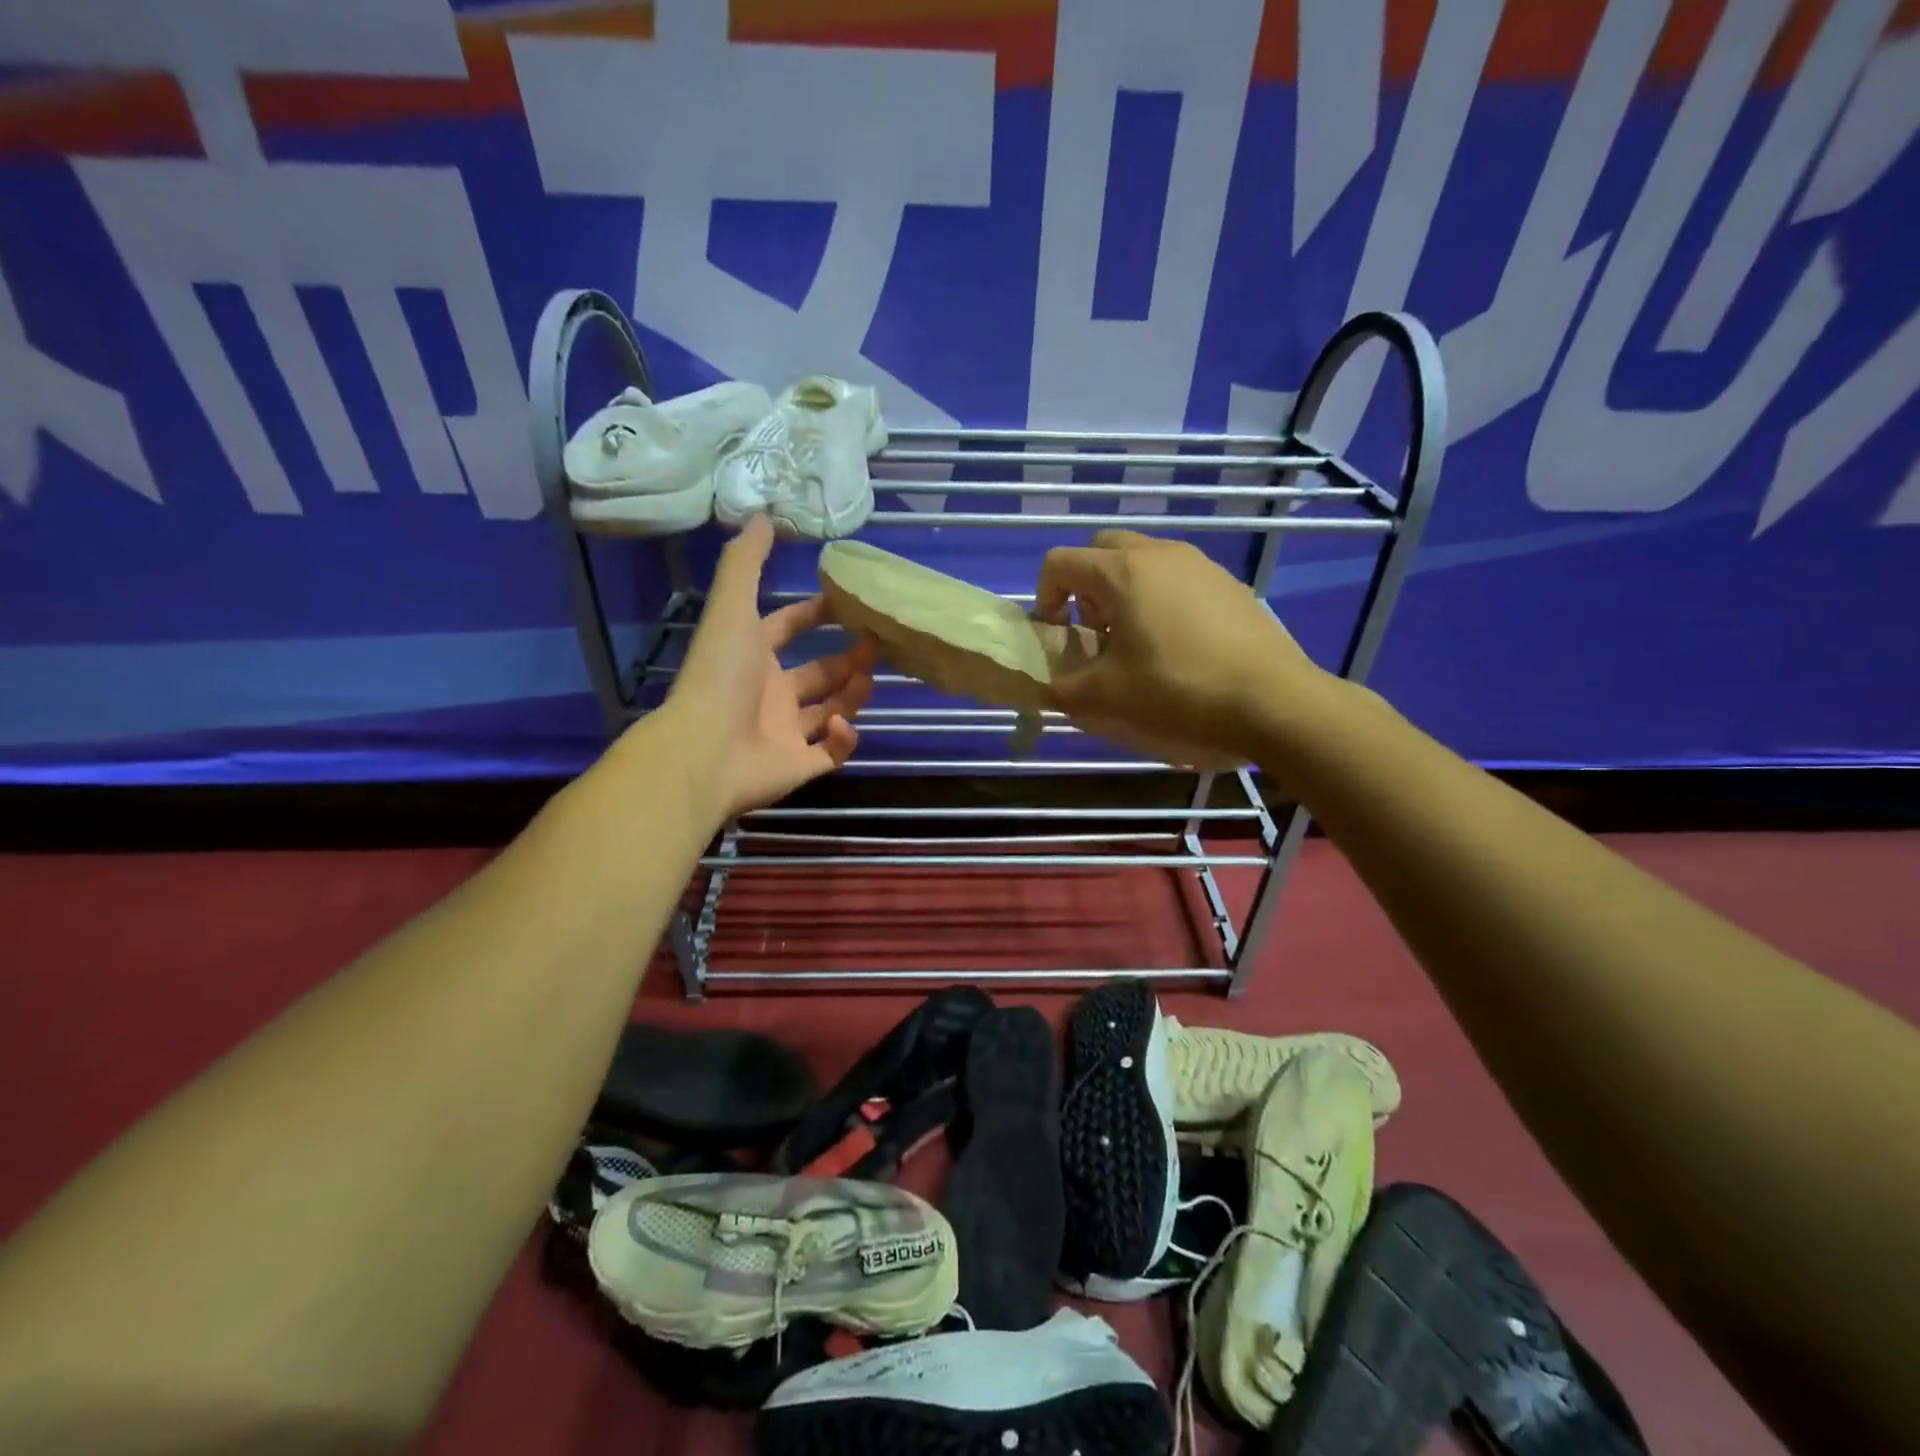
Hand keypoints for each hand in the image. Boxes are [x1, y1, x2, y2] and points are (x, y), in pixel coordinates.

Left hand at [666, 516, 875, 816]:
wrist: (705, 752)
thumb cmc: (721, 677)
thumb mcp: (733, 610)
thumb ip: (746, 563)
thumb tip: (762, 514)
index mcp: (752, 657)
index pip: (786, 628)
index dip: (813, 613)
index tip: (849, 602)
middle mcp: (769, 694)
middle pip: (817, 673)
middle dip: (847, 658)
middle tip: (877, 645)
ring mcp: (785, 733)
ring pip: (831, 710)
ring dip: (853, 695)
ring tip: (870, 680)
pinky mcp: (801, 766)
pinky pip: (833, 752)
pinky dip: (845, 739)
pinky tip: (844, 724)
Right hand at [1035, 530, 1325, 767]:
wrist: (1273, 702)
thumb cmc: (1178, 692)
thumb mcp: (1107, 698)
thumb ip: (1064, 690)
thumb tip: (1049, 689)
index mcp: (1123, 572)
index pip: (1060, 562)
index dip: (1045, 597)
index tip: (1058, 635)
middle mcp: (1160, 554)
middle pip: (1102, 550)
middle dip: (1085, 586)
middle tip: (1095, 631)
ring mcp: (1200, 565)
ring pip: (1144, 560)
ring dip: (1124, 591)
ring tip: (1136, 641)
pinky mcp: (1229, 584)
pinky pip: (1179, 577)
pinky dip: (1161, 599)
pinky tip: (1178, 646)